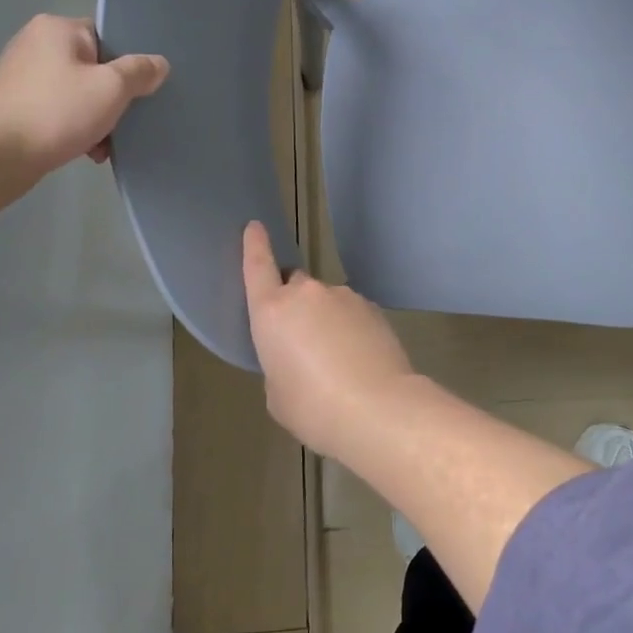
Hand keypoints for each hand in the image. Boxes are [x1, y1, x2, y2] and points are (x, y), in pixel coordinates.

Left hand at [0, 14, 168, 186]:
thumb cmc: (56, 111)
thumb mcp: (111, 87)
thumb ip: (140, 72)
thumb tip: (158, 64)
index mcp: (57, 29)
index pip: (108, 36)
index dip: (129, 62)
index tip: (143, 89)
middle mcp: (36, 45)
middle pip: (95, 67)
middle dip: (114, 98)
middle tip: (128, 120)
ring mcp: (21, 77)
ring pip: (79, 94)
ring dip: (98, 118)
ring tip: (106, 144)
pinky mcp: (14, 107)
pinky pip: (60, 112)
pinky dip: (76, 129)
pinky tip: (87, 152)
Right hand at [241, 220, 415, 455]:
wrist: (377, 407)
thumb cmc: (313, 407)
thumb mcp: (277, 393)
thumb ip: (279, 364)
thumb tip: (296, 357)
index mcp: (272, 311)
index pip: (258, 266)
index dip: (255, 245)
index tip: (255, 225)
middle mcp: (307, 294)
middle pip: (295, 286)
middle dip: (294, 303)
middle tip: (301, 340)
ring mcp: (344, 297)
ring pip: (326, 301)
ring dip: (325, 320)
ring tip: (336, 360)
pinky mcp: (373, 308)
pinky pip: (351, 313)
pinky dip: (350, 329)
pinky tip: (358, 360)